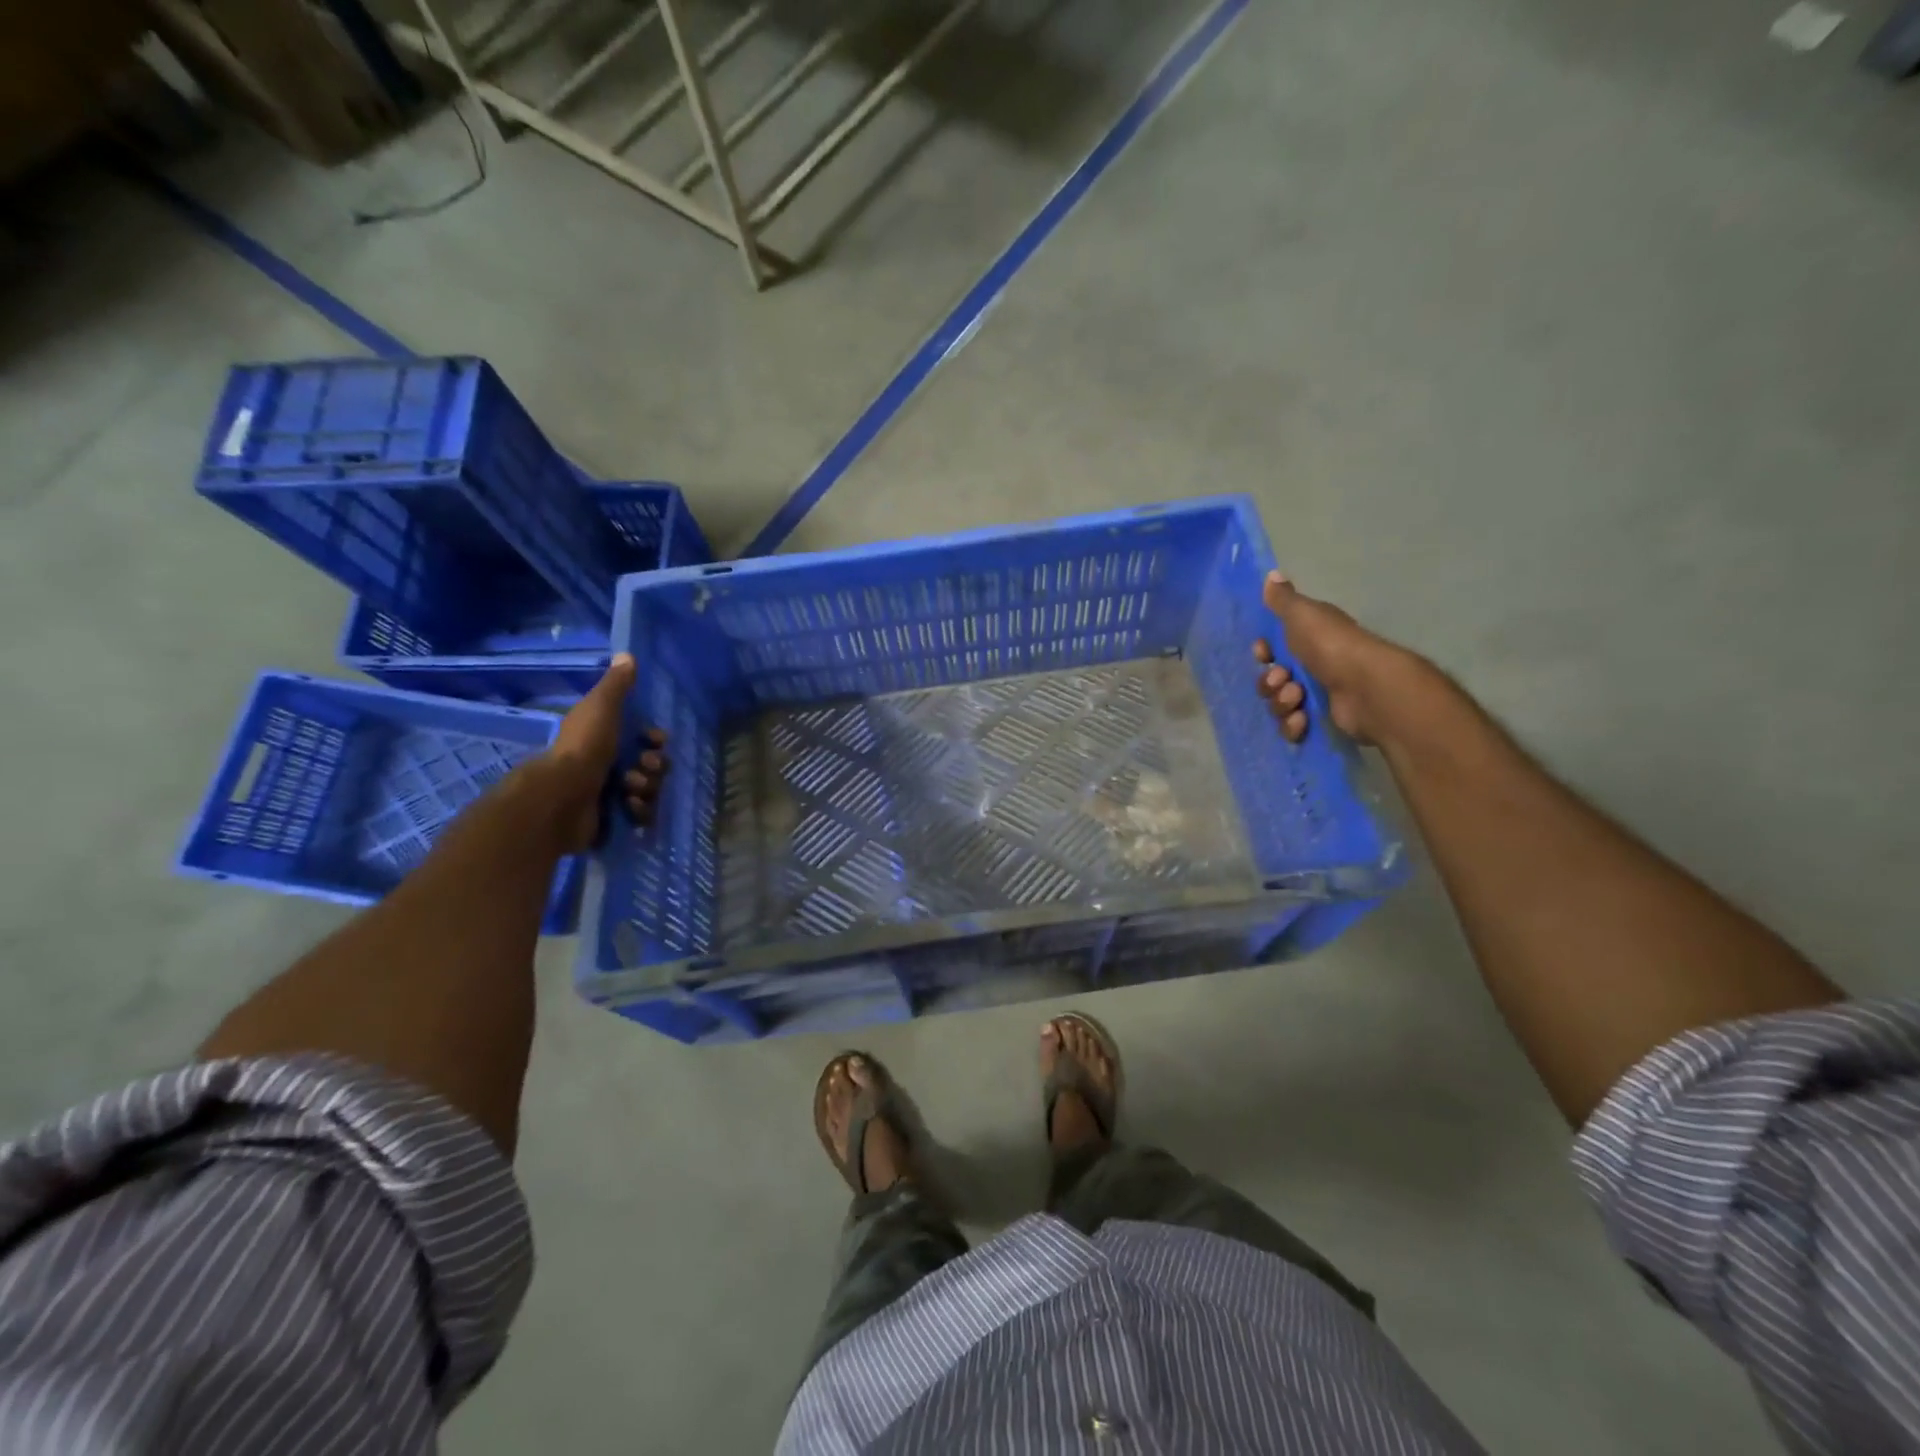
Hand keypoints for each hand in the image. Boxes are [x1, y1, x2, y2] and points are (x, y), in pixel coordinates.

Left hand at [536, 654, 670, 853]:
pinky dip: (639, 811)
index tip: (656, 740)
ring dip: (647, 788)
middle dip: (654, 766)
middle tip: (644, 768)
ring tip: (630, 790)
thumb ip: (616, 685)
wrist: (561, 797)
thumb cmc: (584, 748)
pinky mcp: (612, 820)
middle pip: (651, 765)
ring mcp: (609, 795)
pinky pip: (641, 815)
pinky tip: (629, 807)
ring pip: (649, 790)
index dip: (655, 740)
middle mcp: (607, 766)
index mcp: (604, 739)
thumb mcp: (601, 707)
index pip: (643, 739)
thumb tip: (627, 654)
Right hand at [1253, 571, 1438, 746]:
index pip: (1273, 647)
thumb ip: (1283, 599)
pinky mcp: (1322, 722)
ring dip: (1281, 703)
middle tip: (1284, 680)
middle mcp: (1314, 665)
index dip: (1263, 652)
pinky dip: (1293, 725)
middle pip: (1271, 679)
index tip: (1264, 653)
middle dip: (1270, 682)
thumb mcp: (1303, 615)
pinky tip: (1303, 720)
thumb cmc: (1332, 646)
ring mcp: (1318, 695)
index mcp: (1310, 639)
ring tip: (1297, 698)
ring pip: (1278, 704)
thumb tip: (1271, 575)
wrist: (1367, 688)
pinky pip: (1292, 727)